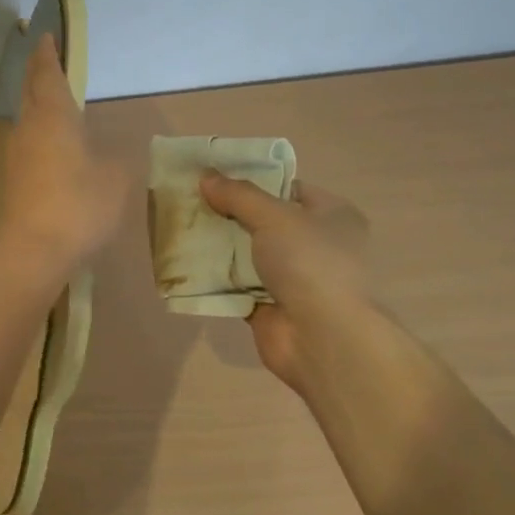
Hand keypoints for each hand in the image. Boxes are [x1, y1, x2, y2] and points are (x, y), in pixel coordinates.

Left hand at [0, 34, 129, 273]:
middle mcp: (29, 128)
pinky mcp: (13, 179)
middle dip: (38, 73)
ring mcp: (16, 155)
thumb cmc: (80, 206)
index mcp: (54, 117)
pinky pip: (27, 142)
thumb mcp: (116, 179)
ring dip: (37, 103)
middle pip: (31, 91)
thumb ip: (115, 158)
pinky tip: (52, 144)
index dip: (48, 54)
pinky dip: (38, 131)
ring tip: (53, 99)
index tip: (45, 37)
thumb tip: (107, 154)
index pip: (48, 74)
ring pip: (26, 118)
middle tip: (48, 60)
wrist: (34, 251)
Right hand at [199, 173, 369, 395]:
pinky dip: (216, 278)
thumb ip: (238, 195)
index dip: (253, 181)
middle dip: (229, 213)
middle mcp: (317, 245)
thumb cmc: (310, 263)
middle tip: (190, 201)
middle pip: (264, 221)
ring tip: (181, 227)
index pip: (288, 189)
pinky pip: (237, 286)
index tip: (215, 177)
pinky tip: (186, 264)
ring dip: (219, 246)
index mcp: (332, 216)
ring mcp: (294, 279)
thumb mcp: (274, 216)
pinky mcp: (271, 307)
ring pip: (248, 254)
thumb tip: (205, 176)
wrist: (323, 338)